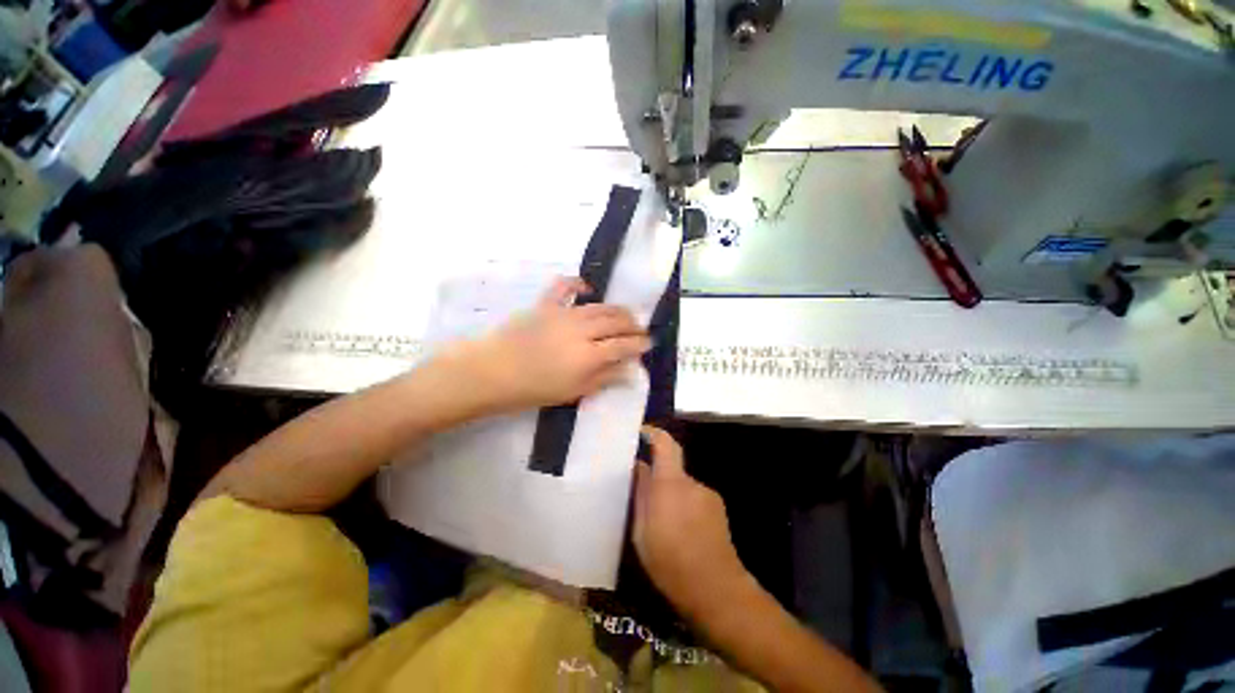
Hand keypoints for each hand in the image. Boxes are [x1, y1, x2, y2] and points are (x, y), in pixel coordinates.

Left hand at [452, 278, 651, 412]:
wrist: (492, 373)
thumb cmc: (533, 389)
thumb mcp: (573, 392)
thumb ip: (604, 378)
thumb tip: (630, 370)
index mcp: (589, 355)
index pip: (624, 345)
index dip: (640, 344)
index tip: (649, 343)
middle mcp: (582, 330)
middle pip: (615, 322)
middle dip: (633, 325)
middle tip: (640, 329)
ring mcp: (564, 314)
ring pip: (599, 306)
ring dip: (616, 309)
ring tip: (624, 314)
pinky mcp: (545, 305)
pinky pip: (564, 287)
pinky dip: (577, 284)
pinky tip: (587, 288)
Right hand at [633, 426, 751, 620]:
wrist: (717, 590)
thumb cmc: (670, 563)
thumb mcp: (642, 532)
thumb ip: (641, 494)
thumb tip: (639, 467)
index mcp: (670, 484)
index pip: (665, 444)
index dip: (653, 433)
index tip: (641, 432)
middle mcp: (692, 482)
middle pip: (672, 468)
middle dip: (658, 478)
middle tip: (645, 499)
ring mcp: (708, 495)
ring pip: (682, 486)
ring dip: (672, 497)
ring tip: (663, 525)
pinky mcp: (718, 508)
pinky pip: (694, 498)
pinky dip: (684, 506)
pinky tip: (681, 533)